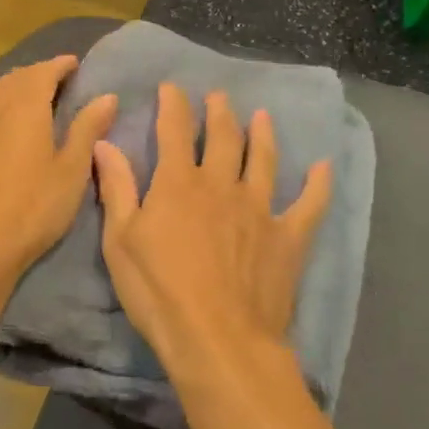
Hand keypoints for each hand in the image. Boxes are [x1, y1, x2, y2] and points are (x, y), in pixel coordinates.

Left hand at [0, 56, 118, 284]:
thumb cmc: (36, 206)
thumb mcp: (73, 168)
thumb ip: (88, 128)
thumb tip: (107, 95)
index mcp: (27, 107)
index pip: (43, 72)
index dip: (60, 65)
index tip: (75, 64)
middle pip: (15, 78)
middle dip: (37, 73)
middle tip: (57, 79)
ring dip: (9, 85)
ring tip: (25, 91)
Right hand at [94, 85, 331, 377]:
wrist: (218, 340)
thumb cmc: (159, 292)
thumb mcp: (121, 241)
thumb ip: (116, 188)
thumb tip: (104, 143)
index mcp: (179, 183)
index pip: (175, 130)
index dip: (173, 105)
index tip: (172, 87)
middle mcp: (222, 185)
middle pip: (223, 138)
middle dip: (219, 113)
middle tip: (219, 97)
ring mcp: (259, 209)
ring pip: (263, 160)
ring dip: (262, 135)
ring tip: (262, 116)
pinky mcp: (287, 237)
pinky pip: (309, 205)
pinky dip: (318, 185)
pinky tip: (324, 167)